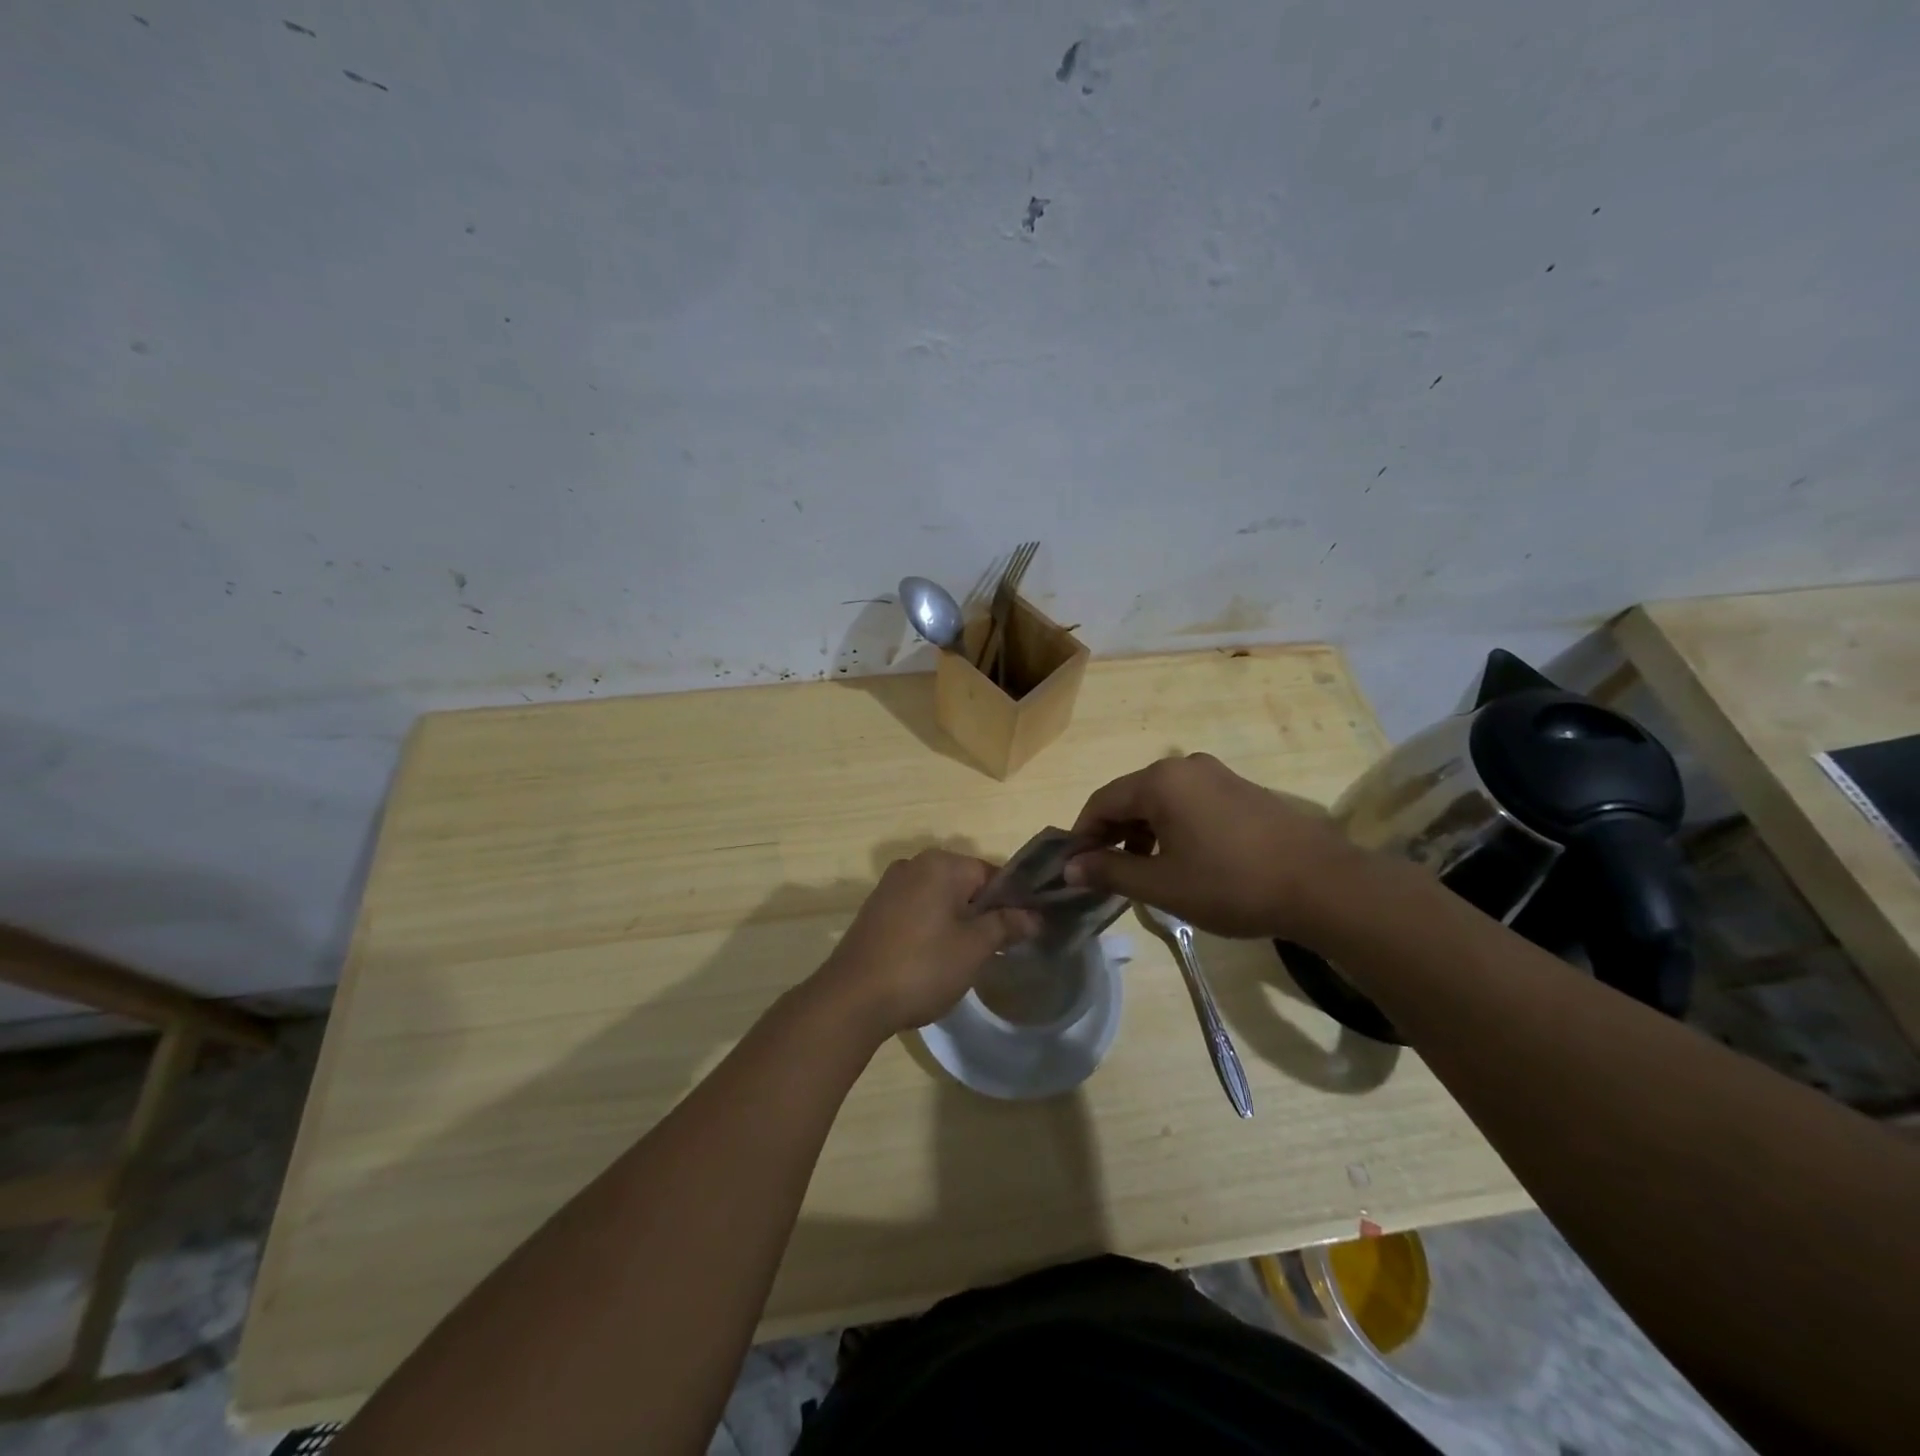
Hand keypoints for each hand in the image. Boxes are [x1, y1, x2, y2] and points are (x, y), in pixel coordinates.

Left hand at [813, 850, 1039, 1038]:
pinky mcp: (875, 910)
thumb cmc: (922, 967)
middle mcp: (913, 865)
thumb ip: (1006, 925)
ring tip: (965, 959)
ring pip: (939, 898)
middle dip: (983, 913)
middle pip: (964, 884)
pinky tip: (934, 959)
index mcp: (940, 864)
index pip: (991, 874)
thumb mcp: (973, 948)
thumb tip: (1034, 916)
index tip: (1020, 934)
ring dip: (957, 922)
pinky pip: (916, 910)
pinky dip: (931, 927)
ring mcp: (890, 886)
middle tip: (995, 950)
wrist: (852, 998)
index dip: (1011, 903)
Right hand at [1065, 752, 1358, 938]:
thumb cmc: (1231, 884)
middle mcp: (1185, 766)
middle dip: (1112, 834)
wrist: (1322, 885)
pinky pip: (1189, 803)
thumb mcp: (1162, 885)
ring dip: (1142, 832)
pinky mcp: (1241, 790)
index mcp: (1160, 781)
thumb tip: (1070, 868)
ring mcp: (1217, 775)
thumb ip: (1110, 872)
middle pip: (1131, 797)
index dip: (1082, 835)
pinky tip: (1182, 859)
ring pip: (1161, 801)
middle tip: (1104, 872)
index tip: (1074, 868)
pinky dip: (1172, 827)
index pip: (1102, 801)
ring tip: (1142, 871)